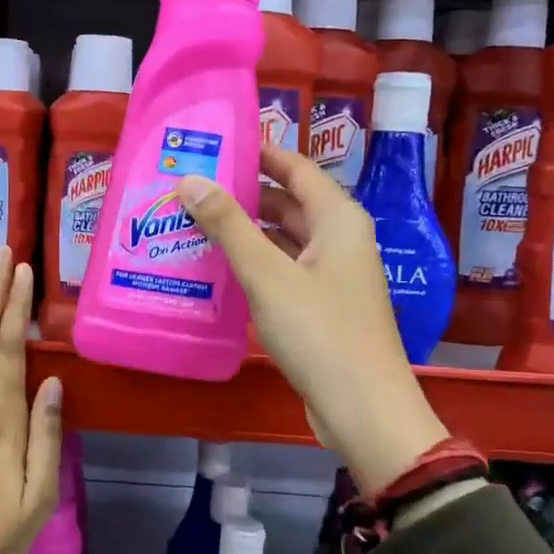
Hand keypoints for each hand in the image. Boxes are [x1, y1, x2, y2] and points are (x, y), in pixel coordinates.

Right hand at [176, 144, 450, 492]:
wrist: (362, 409)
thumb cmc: (319, 333)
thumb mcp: (267, 275)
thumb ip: (228, 226)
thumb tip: (191, 180)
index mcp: (338, 220)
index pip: (296, 168)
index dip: (258, 152)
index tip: (215, 144)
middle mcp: (339, 240)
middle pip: (288, 202)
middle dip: (243, 193)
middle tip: (192, 186)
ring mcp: (332, 275)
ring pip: (283, 239)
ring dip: (245, 230)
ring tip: (194, 222)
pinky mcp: (321, 306)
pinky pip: (283, 269)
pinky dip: (254, 263)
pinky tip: (217, 267)